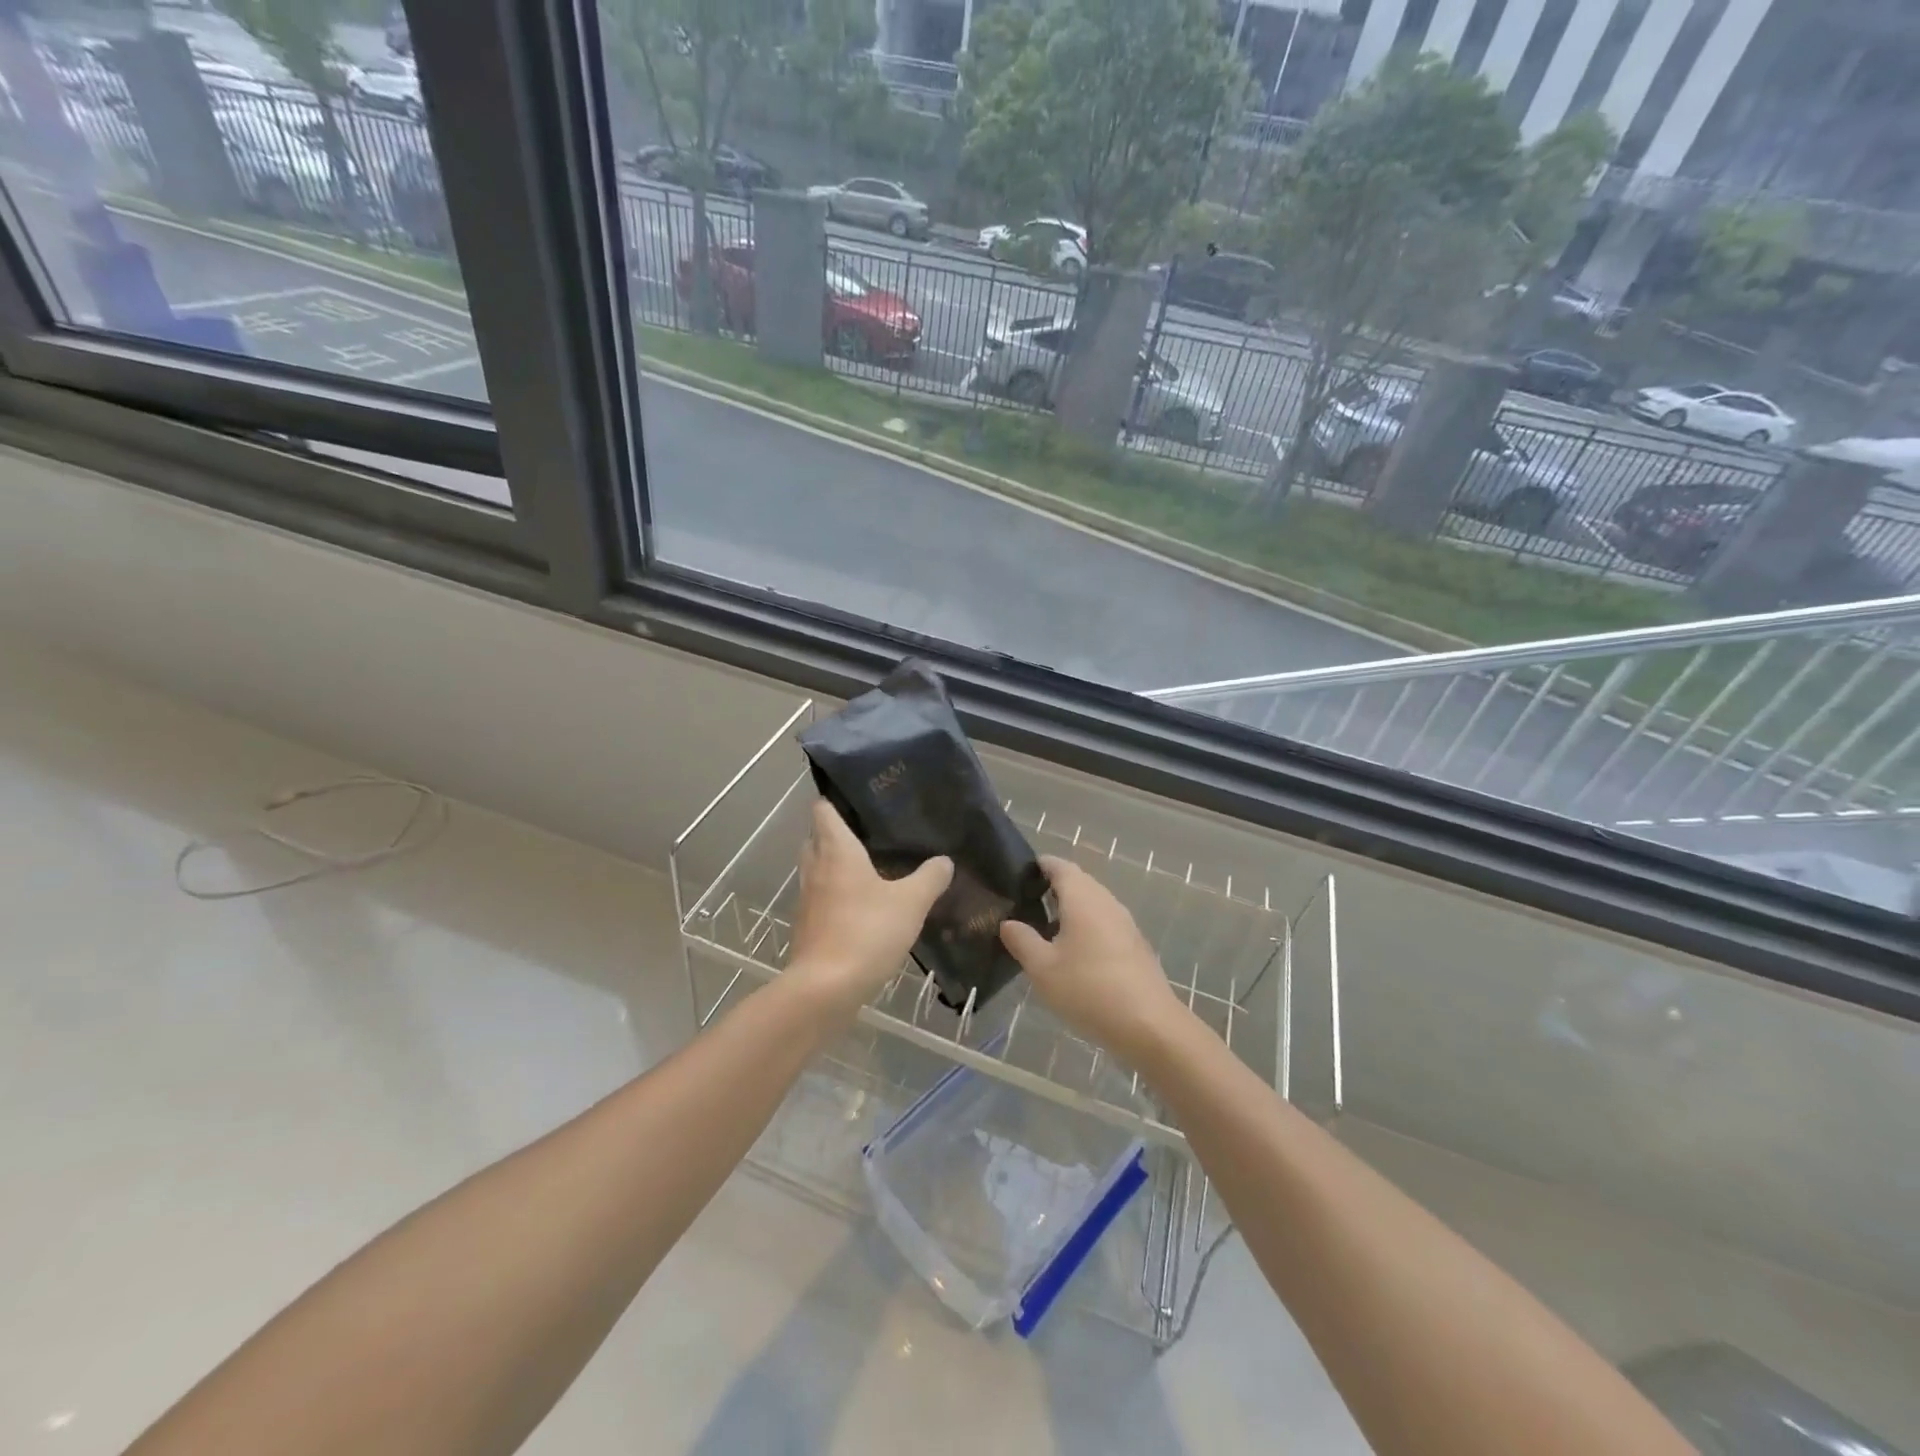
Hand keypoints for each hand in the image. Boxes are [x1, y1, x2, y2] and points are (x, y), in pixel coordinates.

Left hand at [785, 800, 952, 1016]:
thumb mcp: (910, 902)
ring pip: (817, 869)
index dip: (834, 801)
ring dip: (836, 865)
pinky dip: (836, 895)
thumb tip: (944, 860)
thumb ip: (929, 878)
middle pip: (816, 837)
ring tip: (870, 868)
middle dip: (836, 833)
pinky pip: (820, 898)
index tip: (857, 800)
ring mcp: (807, 899)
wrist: (825, 988)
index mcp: (836, 850)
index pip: (822, 810)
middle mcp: (815, 868)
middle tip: (869, 833)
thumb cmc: (867, 932)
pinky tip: (862, 907)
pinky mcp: (807, 927)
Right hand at [1000, 855, 1188, 1063]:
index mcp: (1083, 898)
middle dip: (1052, 889)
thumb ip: (1022, 940)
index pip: (1060, 866)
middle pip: (1078, 883)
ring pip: (1093, 905)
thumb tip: (1008, 922)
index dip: (1039, 866)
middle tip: (1024, 906)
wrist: (1149, 1026)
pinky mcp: (1135, 945)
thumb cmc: (1089, 990)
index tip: (1018, 877)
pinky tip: (1073, 956)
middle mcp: (1106, 902)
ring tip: (1043, 932)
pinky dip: (1086, 929)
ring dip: (1069, 911)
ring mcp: (1125, 923)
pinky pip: (1105, 924)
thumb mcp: (1042, 969)